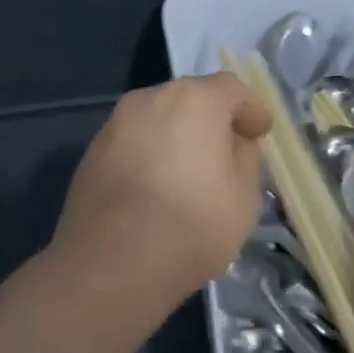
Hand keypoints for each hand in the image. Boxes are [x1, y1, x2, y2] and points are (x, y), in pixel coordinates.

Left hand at [53, 75, 272, 305]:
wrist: (111, 263)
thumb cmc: (192, 224)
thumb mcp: (244, 195)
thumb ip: (246, 158)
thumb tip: (234, 143)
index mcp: (194, 100)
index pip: (231, 89)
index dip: (250, 110)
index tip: (260, 132)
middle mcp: (151, 98)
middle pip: (191, 98)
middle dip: (212, 119)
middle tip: (227, 151)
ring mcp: (116, 123)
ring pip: (158, 119)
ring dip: (178, 135)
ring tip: (190, 171)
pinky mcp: (93, 152)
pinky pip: (134, 142)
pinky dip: (151, 154)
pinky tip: (157, 186)